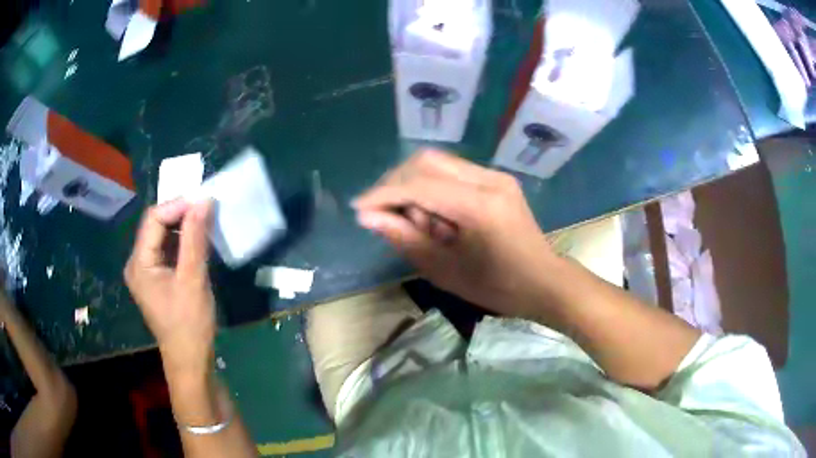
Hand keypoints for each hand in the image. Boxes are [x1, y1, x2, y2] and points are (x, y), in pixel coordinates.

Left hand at [124, 200, 214, 377]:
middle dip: (180, 214)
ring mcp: (147, 271)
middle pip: (156, 225)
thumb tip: (203, 201)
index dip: (176, 206)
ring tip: (206, 221)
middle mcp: (138, 263)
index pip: (153, 219)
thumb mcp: (192, 280)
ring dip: (184, 227)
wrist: (190, 360)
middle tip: (207, 209)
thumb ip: (195, 239)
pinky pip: (168, 250)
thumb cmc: (189, 324)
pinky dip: (183, 242)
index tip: (203, 202)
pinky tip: (199, 240)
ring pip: (163, 237)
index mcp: (139, 263)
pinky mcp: (158, 279)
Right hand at [353, 150, 560, 316]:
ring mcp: (495, 175)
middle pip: (427, 161)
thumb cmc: (498, 287)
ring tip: (416, 222)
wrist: (544, 281)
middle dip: (395, 183)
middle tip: (382, 213)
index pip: (420, 184)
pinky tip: (434, 215)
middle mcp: (489, 180)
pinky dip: (432, 188)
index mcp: (480, 207)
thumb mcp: (446, 271)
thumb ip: (406, 239)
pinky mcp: (497, 178)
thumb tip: (368, 217)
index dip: (384, 194)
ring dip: (413, 185)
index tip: (359, 209)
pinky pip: (452, 172)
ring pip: (438, 162)